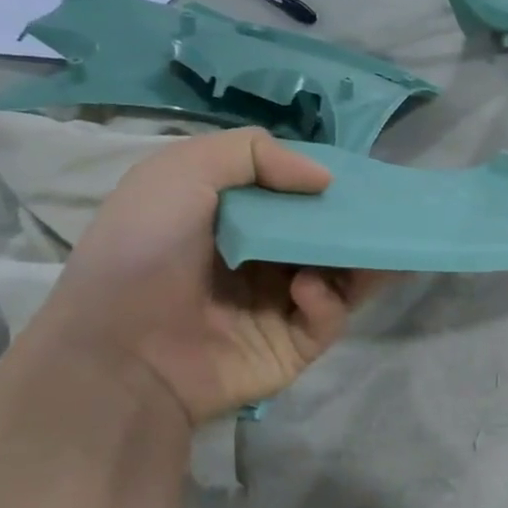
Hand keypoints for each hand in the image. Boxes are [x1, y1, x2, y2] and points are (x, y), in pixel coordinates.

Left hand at [29, 128, 383, 426]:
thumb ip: (251, 154)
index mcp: (232, 222)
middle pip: (324, 238)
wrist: (118, 352)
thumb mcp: (180, 174)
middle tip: (389, 212)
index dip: (323, 185)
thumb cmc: (143, 252)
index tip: (357, 176)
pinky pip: (328, 318)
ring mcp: (279, 306)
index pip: (292, 198)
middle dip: (354, 225)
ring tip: (376, 246)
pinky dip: (326, 300)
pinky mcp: (294, 346)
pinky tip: (305, 290)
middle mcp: (260, 262)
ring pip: (340, 278)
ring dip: (360, 261)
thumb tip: (325, 179)